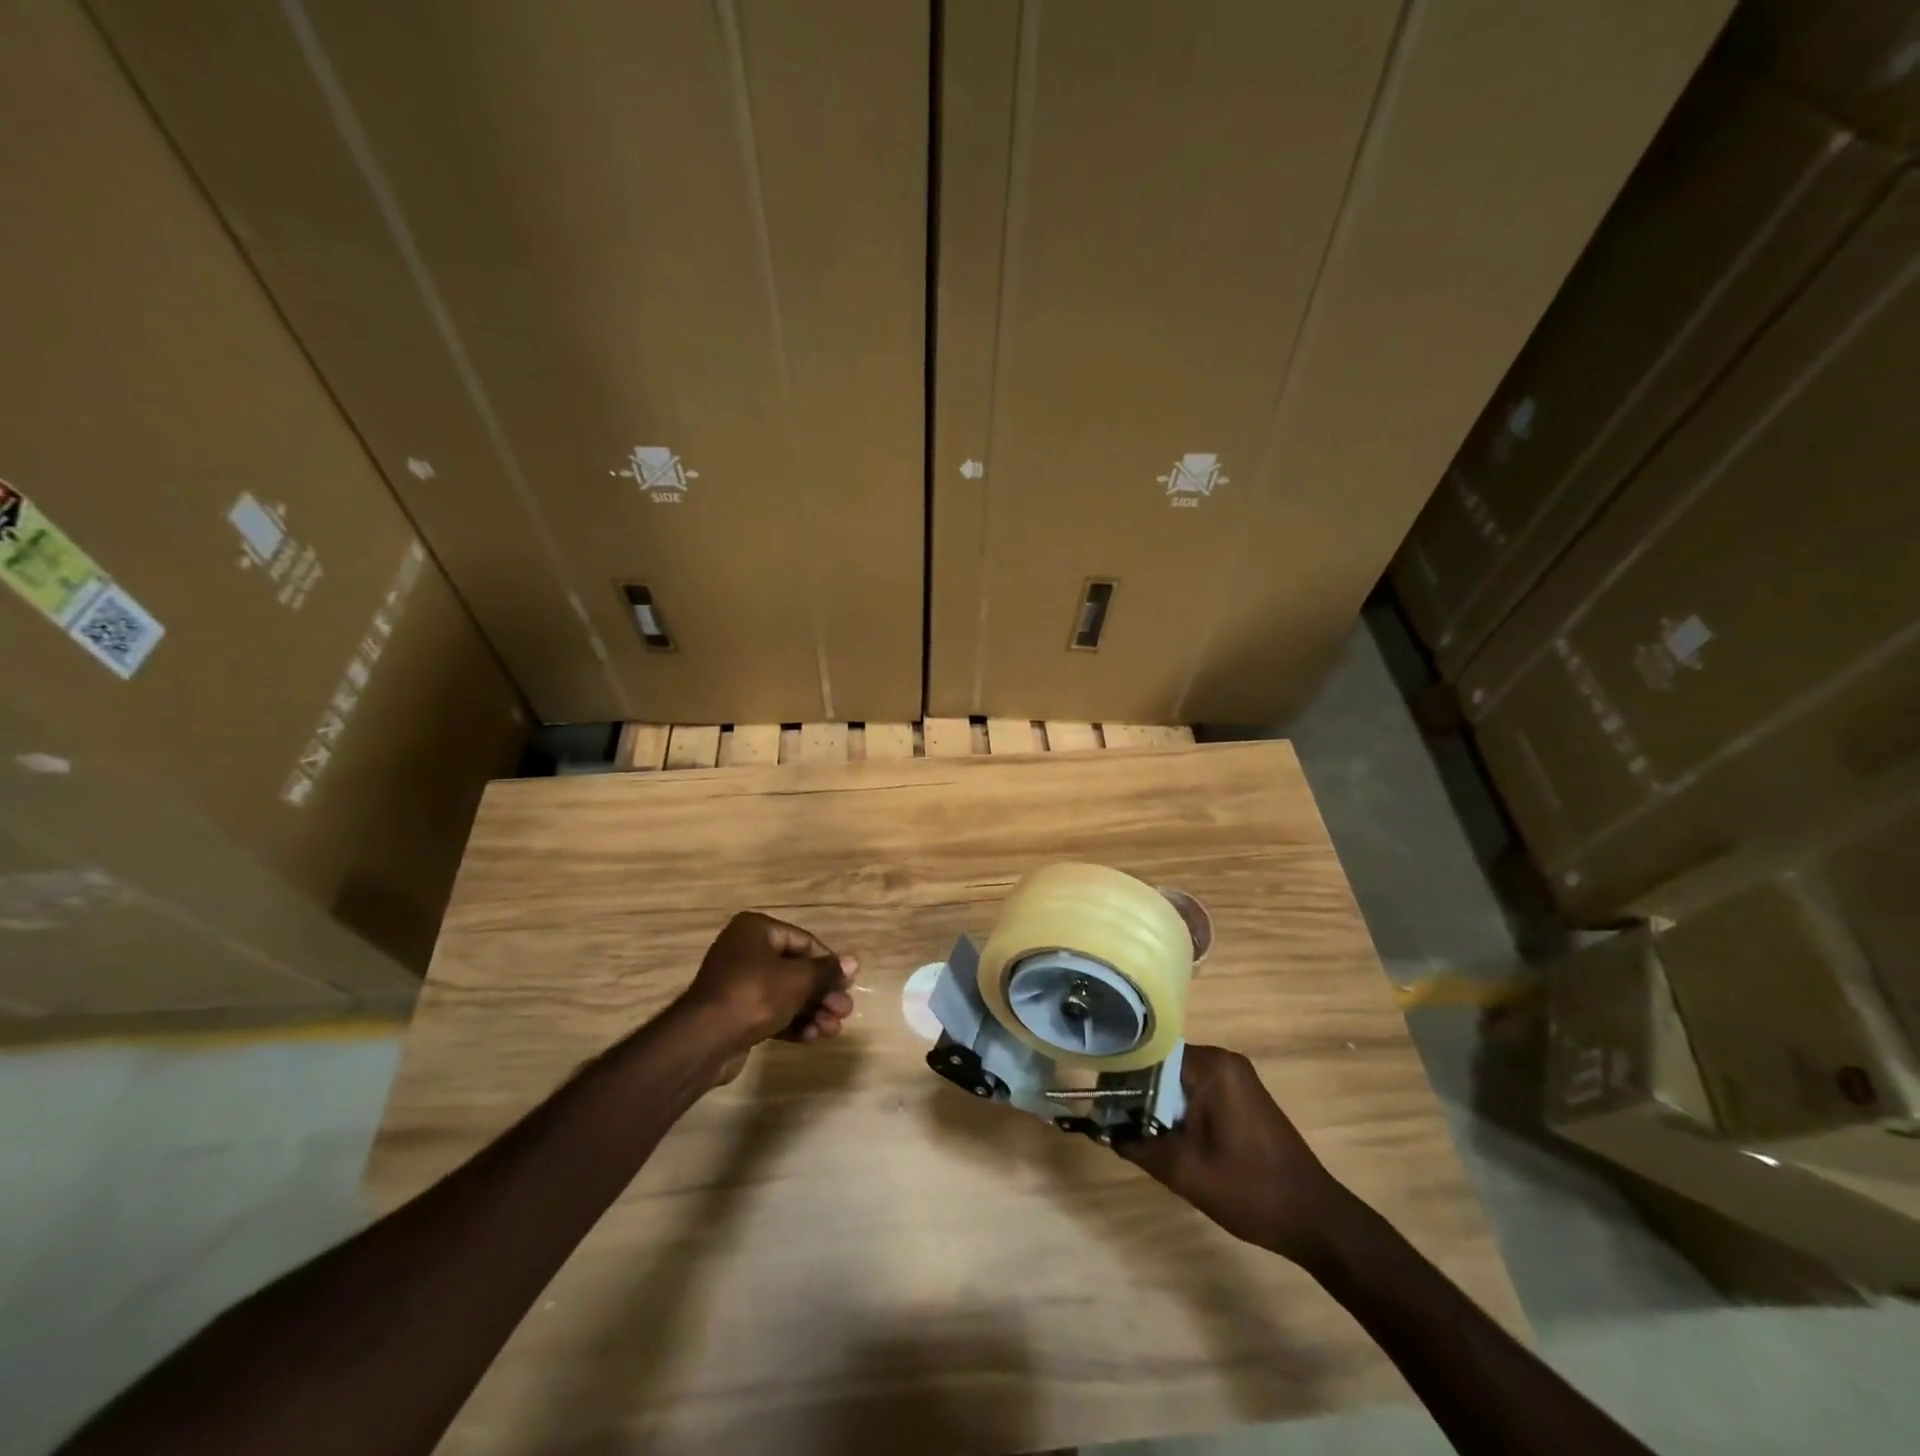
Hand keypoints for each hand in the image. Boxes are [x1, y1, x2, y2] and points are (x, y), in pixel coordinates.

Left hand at [677, 911, 857, 1053]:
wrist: (704, 1041)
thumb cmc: (754, 995)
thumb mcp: (797, 980)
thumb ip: (826, 971)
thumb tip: (853, 961)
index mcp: (756, 930)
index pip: (803, 942)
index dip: (828, 964)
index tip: (848, 984)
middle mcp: (745, 951)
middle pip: (796, 970)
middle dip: (822, 993)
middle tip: (845, 1011)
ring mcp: (738, 983)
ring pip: (785, 994)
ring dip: (812, 1011)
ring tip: (833, 1030)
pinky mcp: (735, 1013)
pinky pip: (771, 1012)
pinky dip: (793, 1023)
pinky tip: (814, 1037)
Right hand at [1115, 1044, 1352, 1266]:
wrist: (1314, 1219)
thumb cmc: (1248, 1189)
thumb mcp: (1182, 1170)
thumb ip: (1136, 1144)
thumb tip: (1101, 1129)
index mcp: (1211, 1066)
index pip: (1150, 1054)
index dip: (1121, 1077)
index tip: (1100, 1101)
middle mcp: (1224, 1060)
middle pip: (1164, 1065)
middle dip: (1139, 1094)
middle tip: (1116, 1122)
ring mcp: (1237, 1077)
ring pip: (1179, 1080)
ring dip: (1159, 1105)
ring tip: (1138, 1132)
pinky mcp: (1243, 1096)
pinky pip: (1199, 1091)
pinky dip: (1180, 1110)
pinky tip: (1171, 1137)